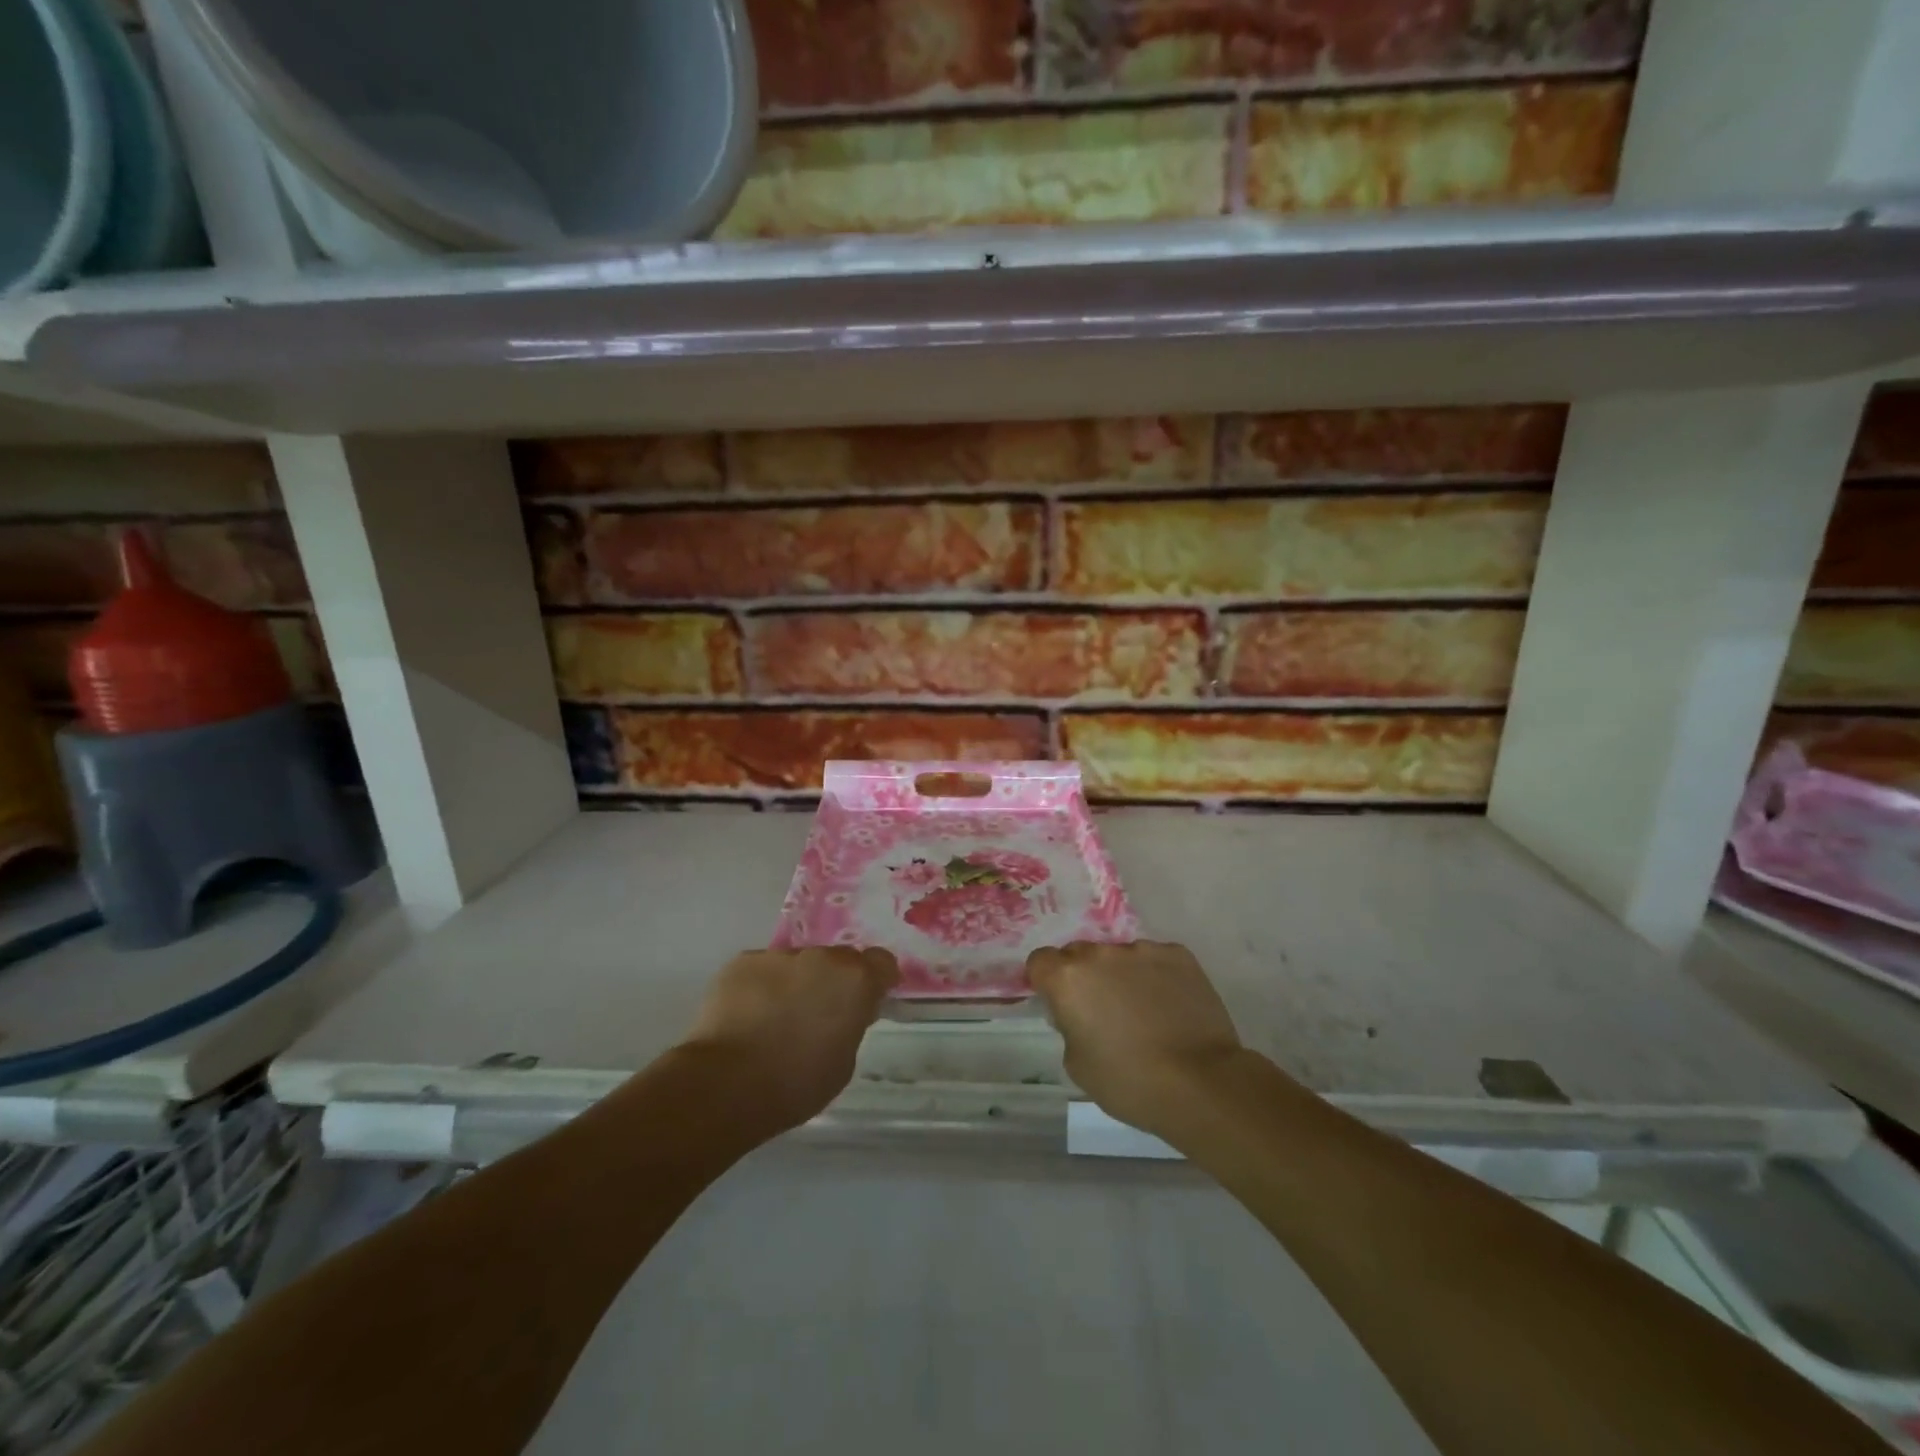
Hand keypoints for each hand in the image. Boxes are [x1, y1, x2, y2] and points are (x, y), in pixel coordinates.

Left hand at [680, 947, 898, 1131]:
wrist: (726, 1084)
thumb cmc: (795, 1083)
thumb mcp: (843, 1063)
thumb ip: (850, 1026)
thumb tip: (841, 1014)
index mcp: (855, 981)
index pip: (882, 962)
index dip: (876, 980)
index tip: (866, 1001)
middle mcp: (821, 957)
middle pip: (836, 960)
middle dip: (831, 981)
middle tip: (816, 1015)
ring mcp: (779, 955)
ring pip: (795, 965)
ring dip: (793, 984)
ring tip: (773, 1020)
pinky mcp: (742, 961)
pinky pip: (761, 970)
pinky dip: (760, 988)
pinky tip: (746, 1018)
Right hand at [1028, 941, 1244, 1138]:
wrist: (1200, 1083)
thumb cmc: (1129, 1081)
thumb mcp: (1077, 1064)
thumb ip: (1069, 1026)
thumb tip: (1081, 1013)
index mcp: (1067, 978)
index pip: (1040, 961)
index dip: (1046, 980)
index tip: (1059, 1003)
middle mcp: (1100, 953)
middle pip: (1079, 954)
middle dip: (1084, 976)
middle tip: (1101, 1010)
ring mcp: (1142, 949)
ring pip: (1119, 956)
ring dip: (1121, 975)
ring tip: (1143, 1011)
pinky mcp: (1178, 954)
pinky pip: (1155, 960)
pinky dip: (1156, 976)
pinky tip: (1170, 1006)